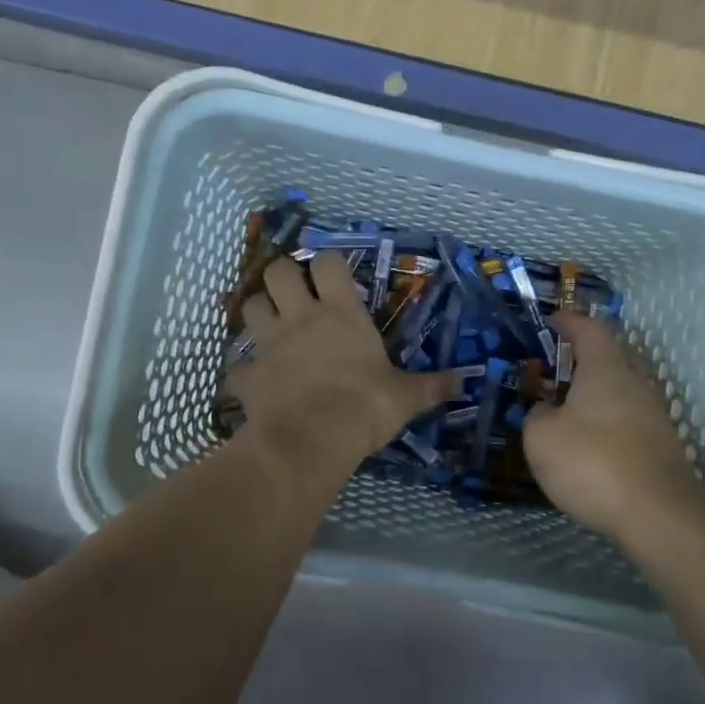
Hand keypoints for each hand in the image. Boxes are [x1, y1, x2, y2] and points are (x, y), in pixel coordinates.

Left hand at [232, 253, 454, 479]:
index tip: (334, 276)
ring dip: (259, 312)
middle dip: (283, 276)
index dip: (327, 263)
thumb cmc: (364, 408)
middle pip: (277, 271)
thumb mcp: (405, 397)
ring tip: (271, 327)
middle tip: (296, 295)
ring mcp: (269, 344)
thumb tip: (465, 382)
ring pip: (250, 306)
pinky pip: (239, 366)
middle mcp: (301, 319)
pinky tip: (257, 383)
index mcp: (341, 315)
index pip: (327, 263)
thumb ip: (432, 386)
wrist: (312, 441)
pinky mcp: (248, 375)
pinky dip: (246, 372)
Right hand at [523, 311, 704, 543]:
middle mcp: (635, 383)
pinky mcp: (661, 446)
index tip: (551, 320)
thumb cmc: (592, 463)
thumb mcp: (541, 438)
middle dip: (581, 359)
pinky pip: (627, 420)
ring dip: (593, 395)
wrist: (657, 515)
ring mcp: (653, 415)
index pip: (589, 329)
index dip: (568, 321)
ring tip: (564, 411)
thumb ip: (537, 415)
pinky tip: (587, 445)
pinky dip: (605, 423)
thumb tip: (546, 409)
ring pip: (619, 392)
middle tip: (552, 370)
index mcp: (606, 369)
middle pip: (609, 358)